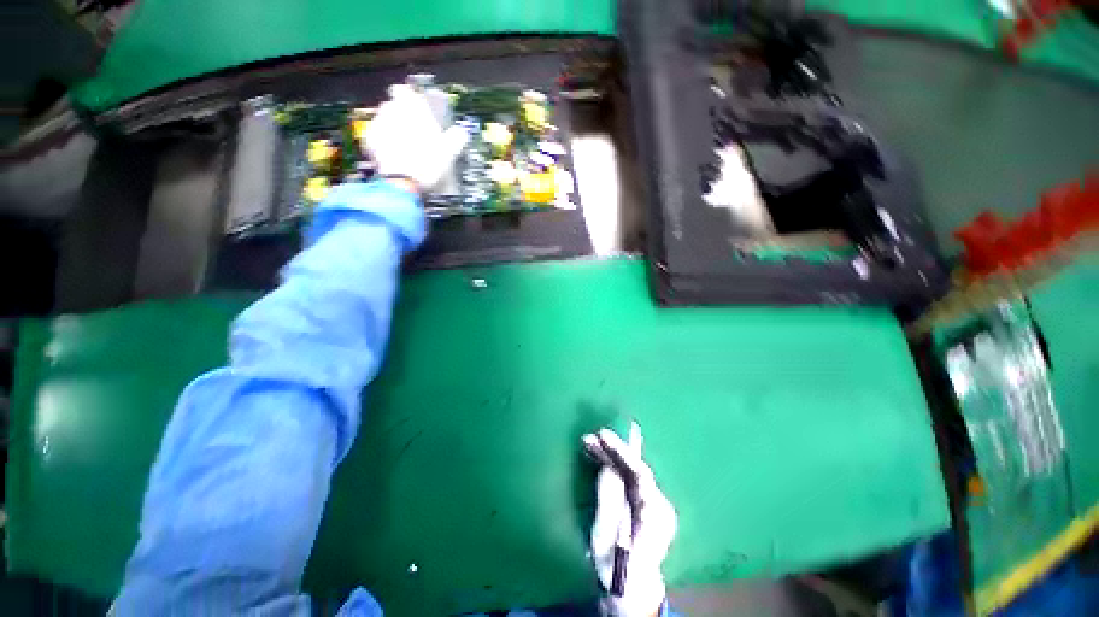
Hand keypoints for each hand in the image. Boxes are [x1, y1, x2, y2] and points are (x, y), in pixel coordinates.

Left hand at [364, 84, 468, 193]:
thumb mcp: (449, 152)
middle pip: (393, 107)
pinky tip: (392, 156)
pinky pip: (375, 137)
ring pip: (383, 121)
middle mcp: (392, 110)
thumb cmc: (427, 164)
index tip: (415, 111)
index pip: (404, 91)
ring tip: (402, 148)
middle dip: (401, 118)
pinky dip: (382, 144)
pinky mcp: (368, 140)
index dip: (409, 100)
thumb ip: (456, 137)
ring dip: (391, 130)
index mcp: (411, 107)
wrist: (403, 183)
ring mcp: (377, 124)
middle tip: (413, 135)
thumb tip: (461, 133)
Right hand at [584, 425, 676, 616]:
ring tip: (589, 443)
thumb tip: (607, 467)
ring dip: (611, 456)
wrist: (632, 594)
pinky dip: (614, 465)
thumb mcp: (605, 539)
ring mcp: (655, 505)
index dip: (621, 452)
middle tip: (590, 437)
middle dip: (613, 450)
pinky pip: (629, 478)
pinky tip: (599, 456)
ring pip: (632, 471)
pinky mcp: (646, 504)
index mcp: (655, 516)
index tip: (602, 436)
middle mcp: (660, 506)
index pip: (640, 474)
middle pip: (636, 469)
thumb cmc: (616, 572)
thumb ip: (608, 502)